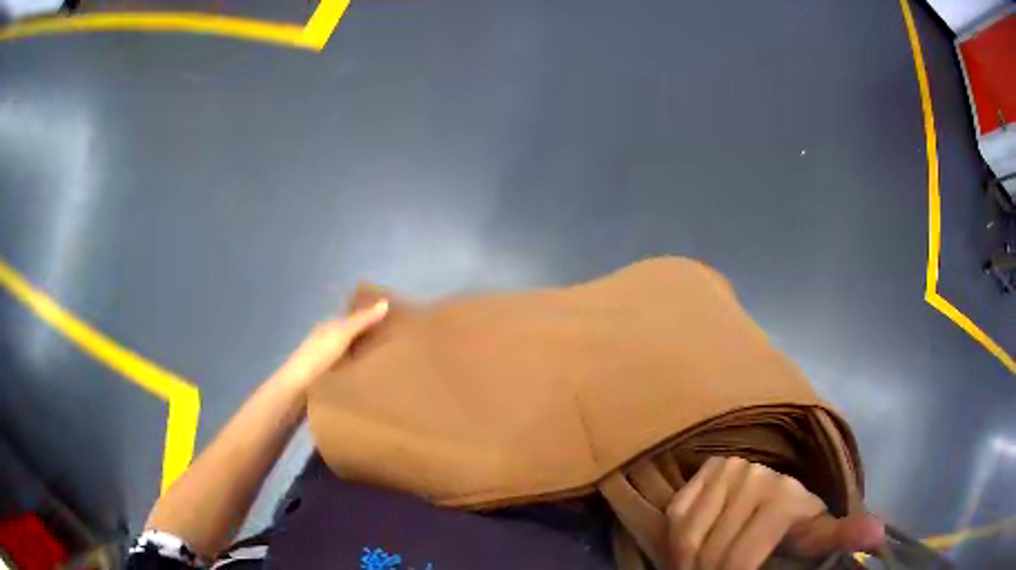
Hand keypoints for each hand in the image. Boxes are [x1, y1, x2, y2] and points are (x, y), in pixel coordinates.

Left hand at [273, 300, 388, 391]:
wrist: (295, 390)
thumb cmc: (317, 358)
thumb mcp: (341, 336)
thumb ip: (362, 321)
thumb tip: (386, 302)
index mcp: (330, 327)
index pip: (354, 318)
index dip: (372, 317)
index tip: (395, 321)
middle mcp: (327, 341)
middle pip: (353, 336)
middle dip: (371, 338)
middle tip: (399, 344)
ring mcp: (327, 361)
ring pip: (352, 355)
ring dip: (366, 357)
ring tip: (391, 363)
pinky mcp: (328, 380)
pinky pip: (349, 371)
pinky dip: (360, 372)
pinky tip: (373, 379)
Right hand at [666, 456, 883, 569]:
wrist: (779, 486)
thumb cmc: (799, 517)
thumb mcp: (817, 532)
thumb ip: (841, 537)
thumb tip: (877, 537)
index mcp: (783, 496)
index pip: (741, 558)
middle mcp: (753, 475)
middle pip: (711, 549)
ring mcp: (726, 469)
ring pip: (687, 534)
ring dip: (686, 563)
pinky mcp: (705, 470)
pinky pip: (678, 514)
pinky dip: (677, 539)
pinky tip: (690, 549)